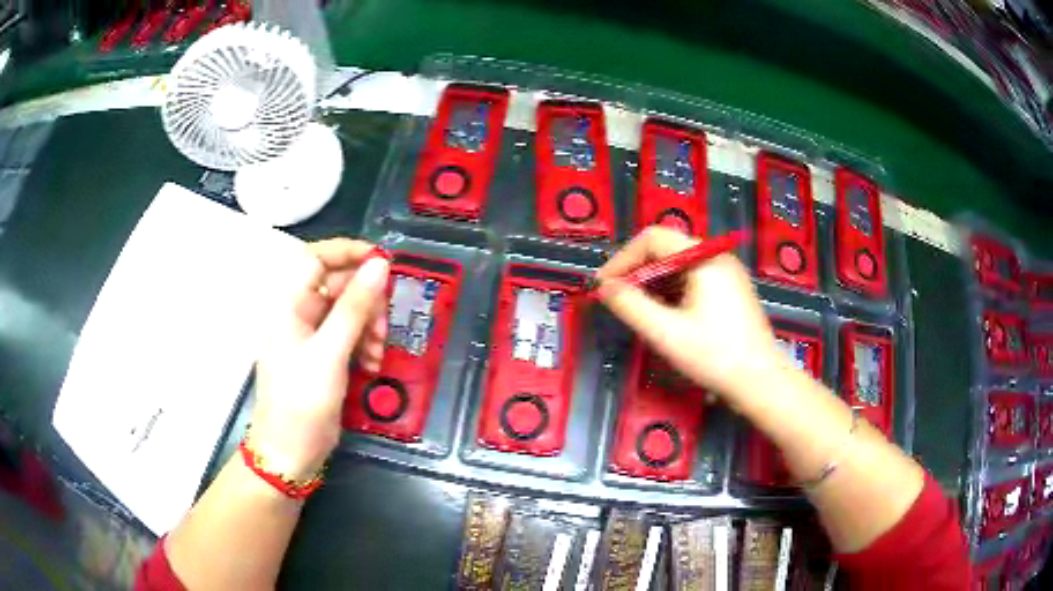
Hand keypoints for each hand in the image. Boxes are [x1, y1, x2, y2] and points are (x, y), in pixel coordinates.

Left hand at [250, 239, 389, 478]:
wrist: (289, 452)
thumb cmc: (301, 402)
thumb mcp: (330, 353)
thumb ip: (354, 307)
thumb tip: (379, 264)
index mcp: (288, 304)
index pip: (316, 257)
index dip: (348, 252)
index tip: (383, 262)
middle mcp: (298, 313)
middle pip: (338, 285)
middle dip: (366, 301)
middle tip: (384, 324)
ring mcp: (311, 336)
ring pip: (348, 311)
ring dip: (369, 326)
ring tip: (379, 352)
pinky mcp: (323, 356)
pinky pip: (349, 335)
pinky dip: (365, 344)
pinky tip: (373, 364)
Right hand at [596, 227, 783, 405]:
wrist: (761, 382)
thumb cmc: (715, 356)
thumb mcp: (666, 333)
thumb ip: (631, 306)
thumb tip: (604, 288)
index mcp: (704, 257)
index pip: (653, 238)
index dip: (622, 259)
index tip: (603, 286)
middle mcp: (716, 256)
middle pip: (666, 248)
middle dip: (636, 271)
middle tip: (616, 298)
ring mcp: (726, 272)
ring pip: (678, 265)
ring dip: (652, 282)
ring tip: (635, 309)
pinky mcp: (730, 290)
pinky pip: (692, 279)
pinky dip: (670, 291)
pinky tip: (661, 314)